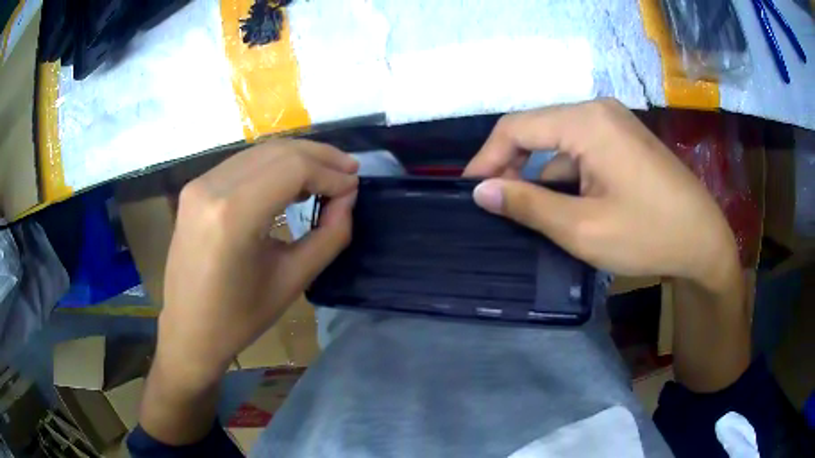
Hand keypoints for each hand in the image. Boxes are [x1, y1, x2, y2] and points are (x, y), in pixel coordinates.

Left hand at [158, 140, 357, 385]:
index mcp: (233, 215)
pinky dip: (273, 165)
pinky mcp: (195, 189)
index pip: (293, 169)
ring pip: (260, 152)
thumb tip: (348, 198)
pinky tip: (291, 180)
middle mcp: (212, 187)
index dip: (329, 173)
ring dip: (298, 158)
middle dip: (319, 157)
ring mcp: (199, 184)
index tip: (354, 187)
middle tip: (349, 171)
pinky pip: (242, 164)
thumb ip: (329, 235)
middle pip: (277, 152)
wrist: (189, 330)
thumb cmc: (240, 317)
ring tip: (327, 174)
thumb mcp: (293, 280)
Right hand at [465, 99, 739, 292]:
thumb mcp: (583, 228)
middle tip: (496, 203)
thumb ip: (528, 205)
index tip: (470, 191)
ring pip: (560, 143)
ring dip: (542, 175)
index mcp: (586, 121)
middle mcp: (598, 110)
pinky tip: (568, 205)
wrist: (704, 241)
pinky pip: (583, 150)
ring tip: (530, 212)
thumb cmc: (648, 235)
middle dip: (512, 166)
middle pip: (538, 130)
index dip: (486, 158)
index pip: (517, 127)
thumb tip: (481, 191)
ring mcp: (615, 123)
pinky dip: (568, 175)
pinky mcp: (625, 140)